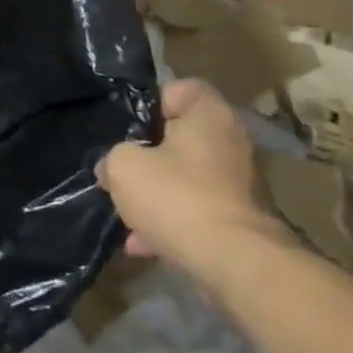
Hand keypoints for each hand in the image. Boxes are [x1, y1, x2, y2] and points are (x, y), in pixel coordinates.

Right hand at [96, 79, 290, 285]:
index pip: (182, 88)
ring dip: (157, 192)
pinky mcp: (239, 220)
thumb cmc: (176, 196)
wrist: (233, 263)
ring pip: (187, 177)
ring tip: (126, 212)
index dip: (152, 102)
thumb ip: (113, 157)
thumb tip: (112, 168)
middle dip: (149, 154)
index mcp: (209, 115)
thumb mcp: (123, 166)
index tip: (131, 127)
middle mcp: (231, 142)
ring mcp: (240, 183)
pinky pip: (196, 210)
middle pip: (182, 136)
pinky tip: (140, 242)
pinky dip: (171, 222)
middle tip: (122, 167)